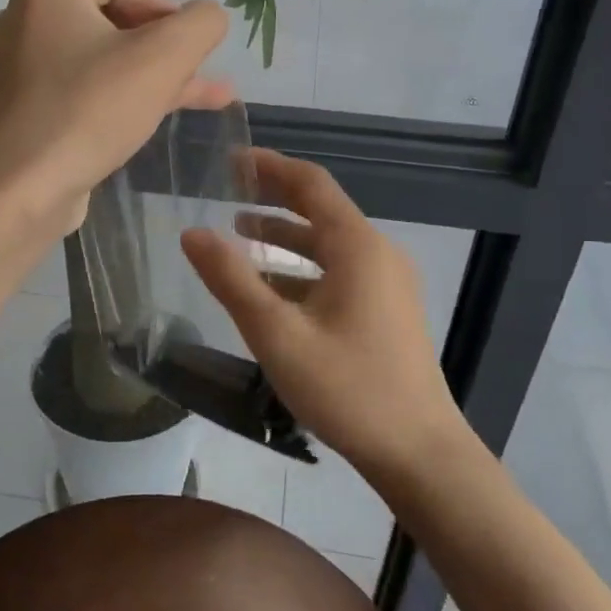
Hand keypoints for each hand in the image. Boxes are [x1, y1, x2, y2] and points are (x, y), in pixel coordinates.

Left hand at [0, 0, 231, 236]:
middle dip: (166, 46)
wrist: (22, 188)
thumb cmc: (92, 109)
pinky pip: (86, 90)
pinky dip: (125, 97)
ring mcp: (24, 67)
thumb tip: (209, 17)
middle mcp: (28, 18)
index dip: (166, 7)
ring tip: (211, 95)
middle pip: (114, 18)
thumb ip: (201, 24)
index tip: (189, 47)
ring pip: (105, 59)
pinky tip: (166, 115)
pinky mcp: (29, 109)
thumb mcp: (164, 57)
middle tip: (200, 72)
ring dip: (156, 75)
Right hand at [182, 149, 466, 477]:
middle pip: (321, 210)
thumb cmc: (347, 388)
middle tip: (228, 189)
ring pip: (328, 245)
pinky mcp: (387, 311)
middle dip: (274, 197)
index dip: (269, 166)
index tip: (230, 159)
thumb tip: (192, 233)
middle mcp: (377, 254)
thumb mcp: (277, 334)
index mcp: (357, 247)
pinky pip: (339, 272)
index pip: (311, 184)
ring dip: (285, 237)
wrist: (418, 451)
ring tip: (239, 234)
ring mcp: (387, 283)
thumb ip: (232, 280)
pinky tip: (272, 288)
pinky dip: (303, 269)